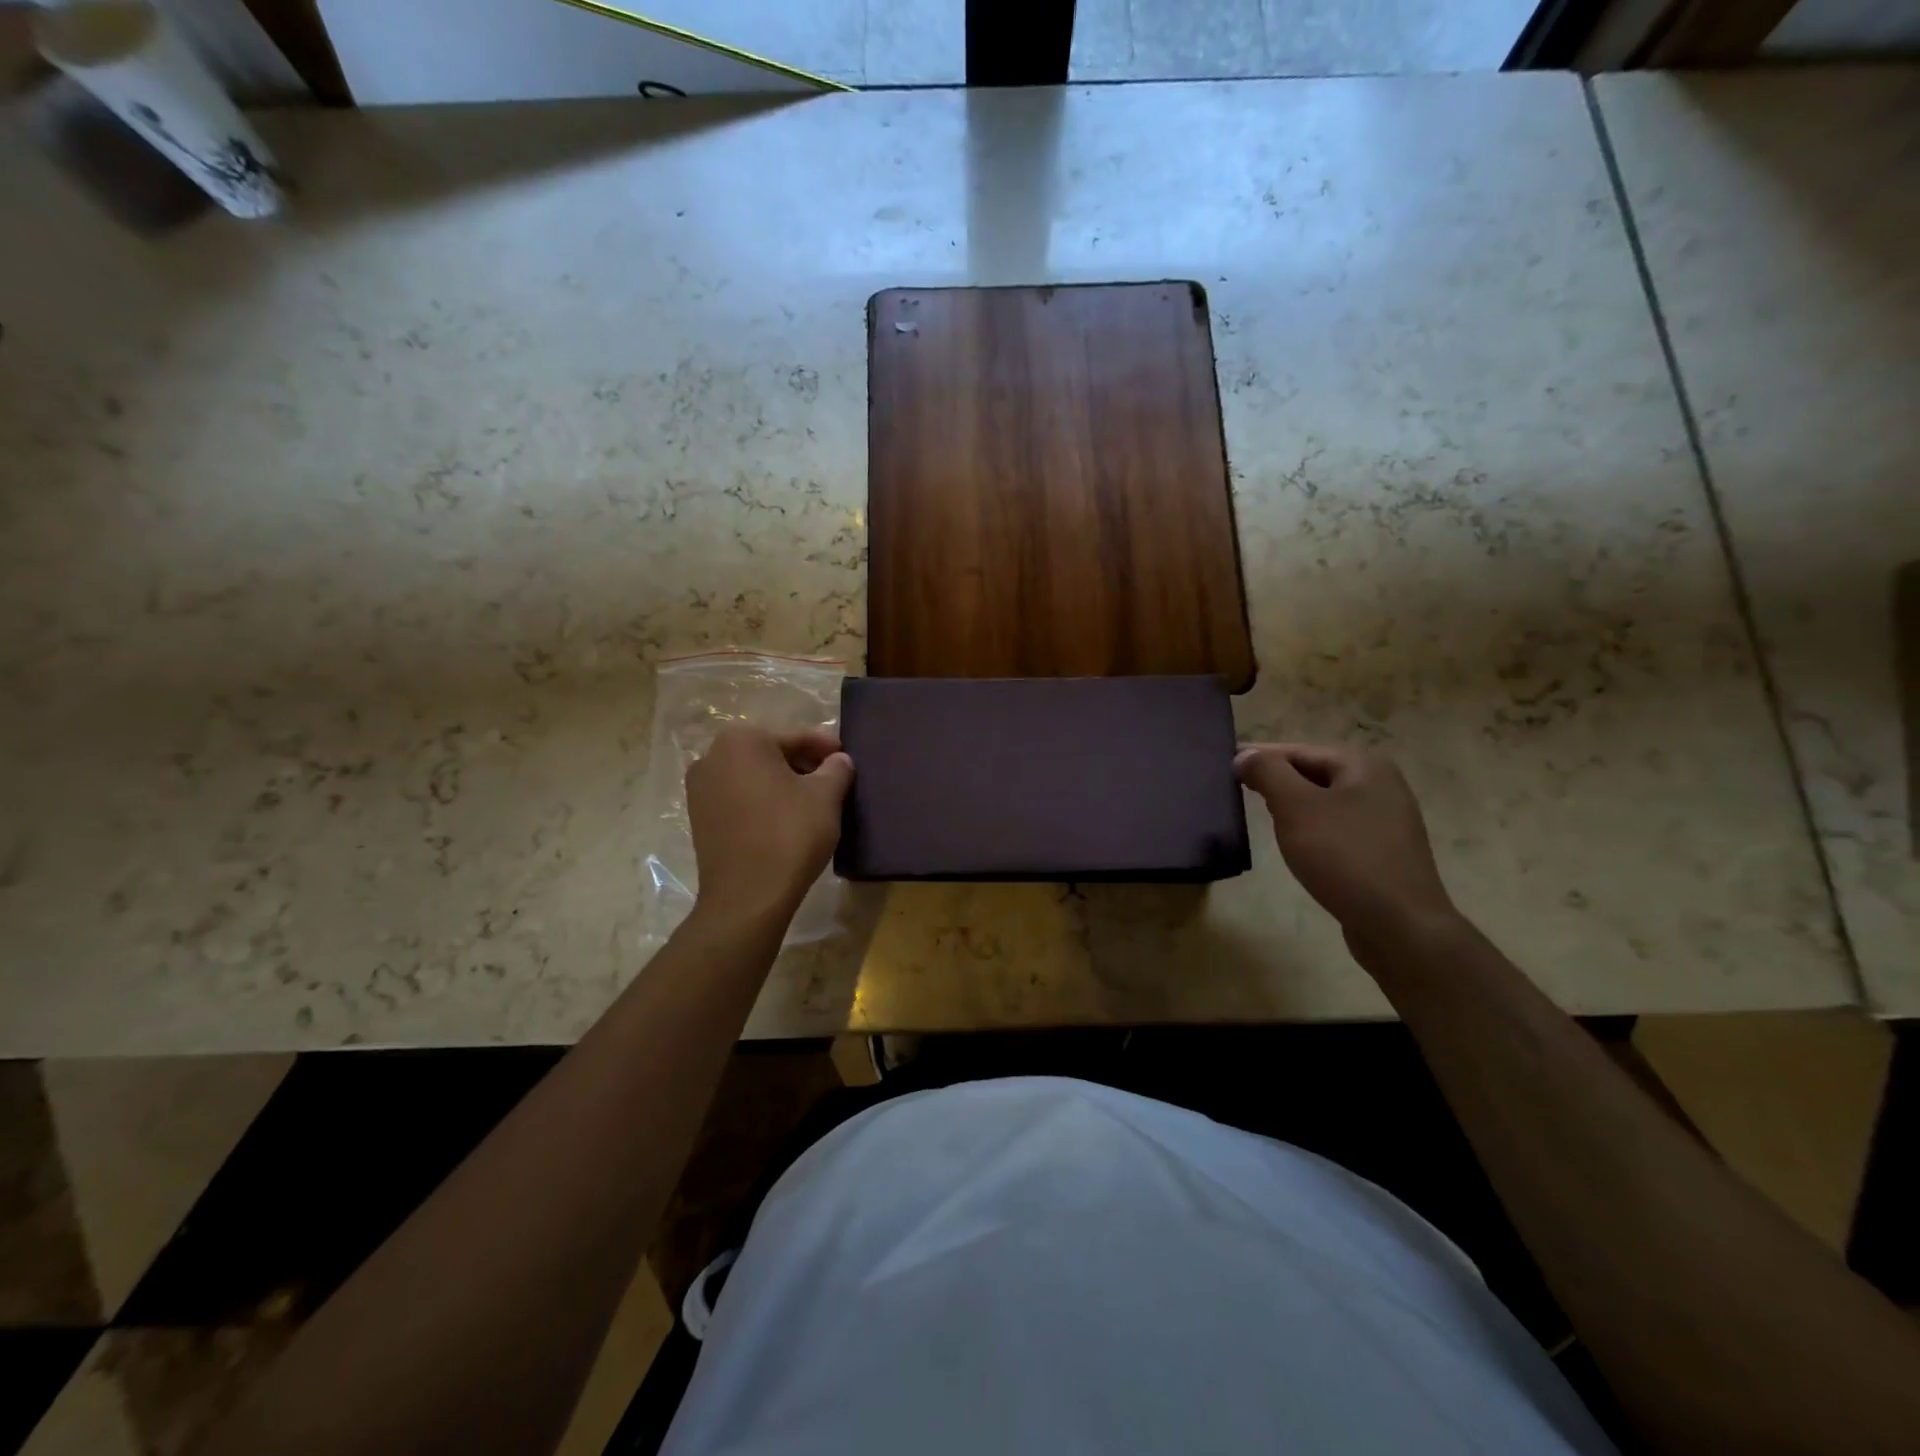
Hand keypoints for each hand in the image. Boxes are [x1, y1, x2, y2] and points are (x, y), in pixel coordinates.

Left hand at [686, 726, 852, 922]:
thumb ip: (837, 768)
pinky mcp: (699, 818)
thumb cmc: (789, 834)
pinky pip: (739, 798)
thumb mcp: (826, 796)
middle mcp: (712, 755)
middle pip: (771, 754)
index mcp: (742, 740)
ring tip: (813, 802)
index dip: (827, 748)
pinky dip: (763, 801)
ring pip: (754, 776)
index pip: (796, 737)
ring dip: (783, 784)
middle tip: (833, 782)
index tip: (847, 759)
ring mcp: (699, 788)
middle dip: (803, 765)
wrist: (748, 897)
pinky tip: (785, 819)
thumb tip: (839, 760)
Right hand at [1235, 743, 1460, 953]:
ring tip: (1261, 817)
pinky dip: (1312, 830)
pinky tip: (1296, 845)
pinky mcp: (1384, 853)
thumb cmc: (1344, 857)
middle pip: (1314, 773)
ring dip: (1292, 807)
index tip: (1225, 767)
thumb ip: (1268, 773)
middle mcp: (1381, 785)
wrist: (1400, 926)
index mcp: (1364, 765)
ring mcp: (1387, 821)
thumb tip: (1244, 756)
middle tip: (1237, 792)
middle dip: (1276, 781)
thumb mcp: (1296, 807)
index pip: (1298, 750)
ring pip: (1325, 802)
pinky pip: (1337, 829)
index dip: (1260, 757)